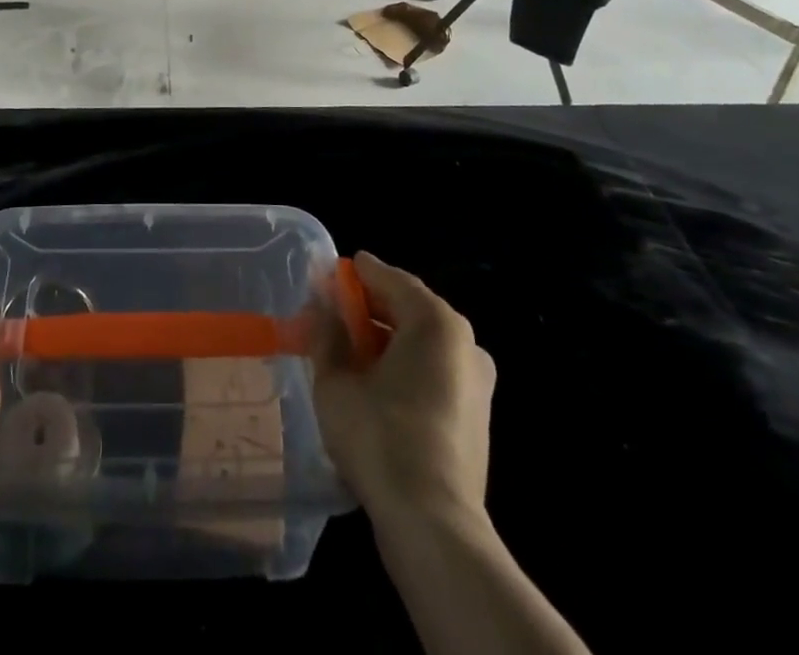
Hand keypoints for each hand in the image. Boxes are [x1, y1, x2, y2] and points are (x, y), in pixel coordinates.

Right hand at [313, 252, 495, 529]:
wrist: (433, 525)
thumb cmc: (380, 438)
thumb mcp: (335, 381)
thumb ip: (327, 335)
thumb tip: (322, 308)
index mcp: (435, 321)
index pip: (388, 278)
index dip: (354, 275)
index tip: (326, 274)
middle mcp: (464, 342)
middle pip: (408, 308)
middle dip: (368, 308)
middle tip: (329, 313)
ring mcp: (476, 381)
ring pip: (421, 343)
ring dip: (384, 340)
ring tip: (345, 351)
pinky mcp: (475, 416)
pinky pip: (433, 372)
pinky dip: (403, 366)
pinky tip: (372, 384)